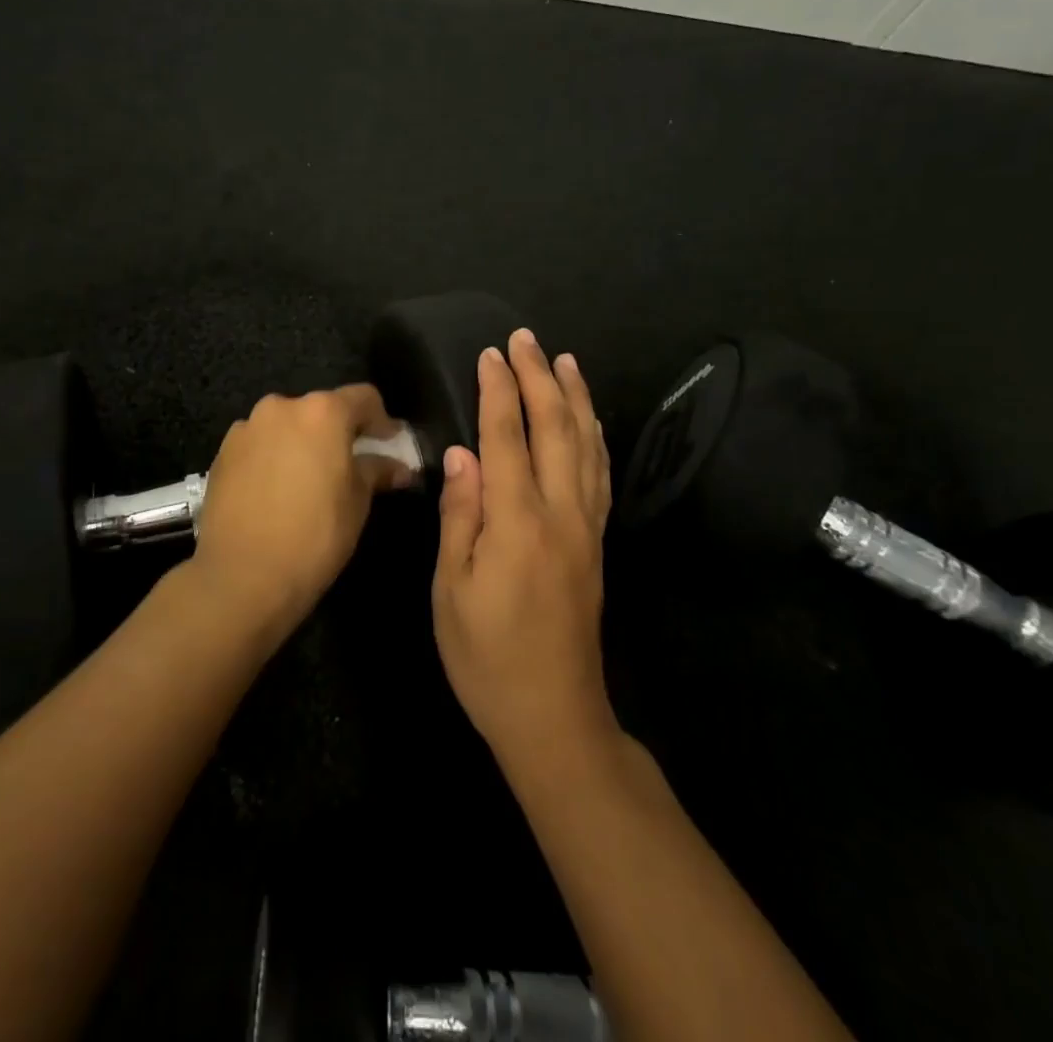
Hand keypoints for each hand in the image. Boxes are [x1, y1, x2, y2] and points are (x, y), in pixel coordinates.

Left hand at [194, 385, 407, 634]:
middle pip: (320, 409)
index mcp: (322, 412)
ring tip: (308, 479)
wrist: (242, 576)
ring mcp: (247, 428)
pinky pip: (259, 444)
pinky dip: (273, 456)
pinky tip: (276, 490)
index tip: (389, 442)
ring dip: (302, 442)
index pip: (363, 398)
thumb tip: (398, 468)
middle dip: (338, 431)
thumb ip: (376, 472)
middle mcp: (282, 407)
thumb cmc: (314, 535)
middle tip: (349, 463)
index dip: (382, 419)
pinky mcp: (222, 452)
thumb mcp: (357, 503)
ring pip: (286, 426)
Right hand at [432, 330, 614, 766]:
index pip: (507, 437)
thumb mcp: (453, 589)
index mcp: (518, 521)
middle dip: (539, 378)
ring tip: (565, 360)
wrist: (554, 714)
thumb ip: (460, 515)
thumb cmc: (487, 656)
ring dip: (575, 397)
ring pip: (586, 445)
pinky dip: (595, 436)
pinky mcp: (597, 542)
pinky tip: (590, 420)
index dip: (499, 390)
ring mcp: (586, 526)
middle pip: (554, 428)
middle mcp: (560, 512)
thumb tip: (462, 453)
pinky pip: (600, 473)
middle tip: (525, 338)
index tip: (490, 353)